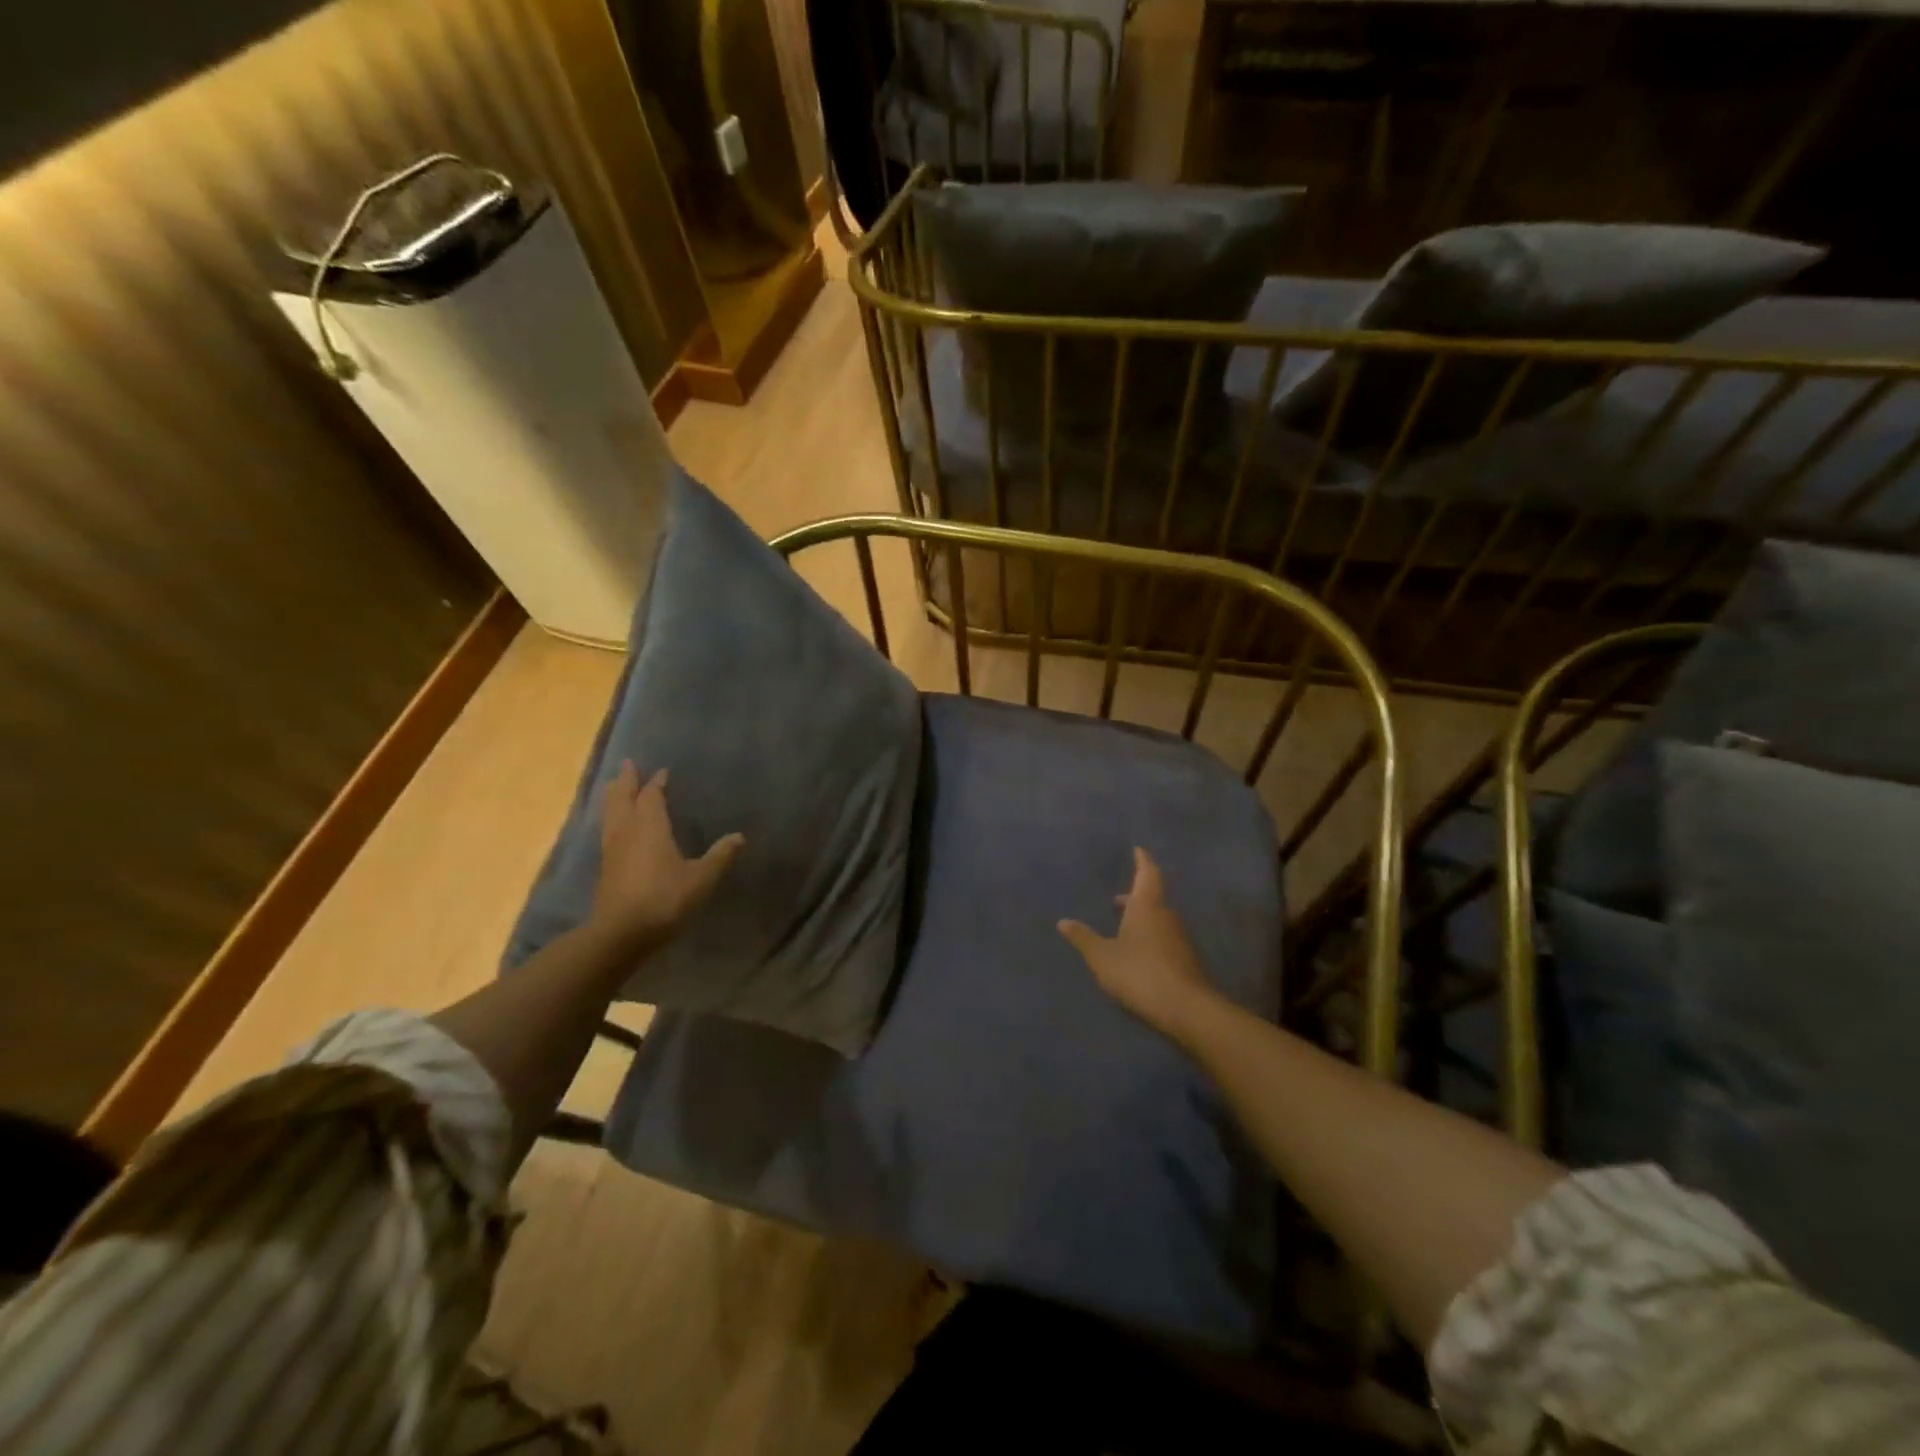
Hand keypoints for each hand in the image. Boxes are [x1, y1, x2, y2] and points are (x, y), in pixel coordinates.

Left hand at [591, 762, 743, 956]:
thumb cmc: (664, 899)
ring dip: (614, 797)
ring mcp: (612, 850)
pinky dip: (611, 819)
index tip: (662, 771)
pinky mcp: (606, 868)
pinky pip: (607, 831)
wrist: (621, 934)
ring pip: (610, 814)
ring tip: (615, 787)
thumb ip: (720, 856)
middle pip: (623, 798)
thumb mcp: (701, 879)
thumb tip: (739, 836)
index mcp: (650, 826)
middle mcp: (627, 831)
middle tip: (628, 764)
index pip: (652, 796)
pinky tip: (615, 826)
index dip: (657, 783)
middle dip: (627, 781)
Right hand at [1058, 848, 1219, 1041]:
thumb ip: (1083, 938)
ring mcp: (1179, 938)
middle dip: (1135, 896)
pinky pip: (1165, 938)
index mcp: (1146, 906)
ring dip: (1142, 918)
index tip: (1138, 849)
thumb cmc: (1139, 973)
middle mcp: (1166, 916)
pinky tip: (1138, 953)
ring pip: (1159, 919)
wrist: (1186, 1009)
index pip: (1147, 874)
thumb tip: (1063, 921)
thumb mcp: (1102, 957)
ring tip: (1124, 927)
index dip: (1142, 860)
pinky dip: (1150, 937)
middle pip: (1152, 897)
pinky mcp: (1186, 959)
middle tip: (1118, 899)